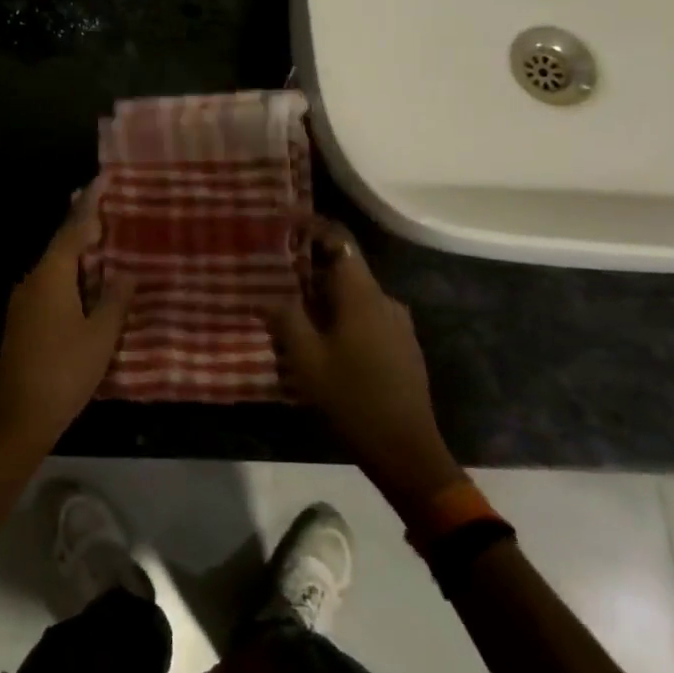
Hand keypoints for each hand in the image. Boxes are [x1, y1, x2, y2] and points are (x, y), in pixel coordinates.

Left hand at [0, 181, 132, 458]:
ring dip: (80, 252)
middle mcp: (33, 280)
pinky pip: (52, 285)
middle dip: (84, 223)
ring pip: (56, 266)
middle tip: (109, 203)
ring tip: (106, 240)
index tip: (105, 178)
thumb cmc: (63, 372)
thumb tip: (125, 272)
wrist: (16, 419)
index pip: (73, 228)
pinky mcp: (23, 322)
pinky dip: (72, 276)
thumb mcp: (100, 336)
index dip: (91, 203)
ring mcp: (24, 302)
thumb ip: (114, 299)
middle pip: (62, 243)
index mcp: (51, 276)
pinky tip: (89, 285)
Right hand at [270, 220, 464, 500]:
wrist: (406, 450)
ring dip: (325, 297)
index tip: (283, 222)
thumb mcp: (305, 359)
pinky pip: (367, 317)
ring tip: (296, 315)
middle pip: (344, 268)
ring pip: (355, 295)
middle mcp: (385, 300)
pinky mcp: (403, 347)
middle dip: (310, 268)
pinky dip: (343, 316)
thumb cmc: (351, 398)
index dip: (311, 225)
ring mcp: (399, 324)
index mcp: (362, 295)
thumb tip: (266, 293)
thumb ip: (284, 317)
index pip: (339, 239)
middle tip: (277, 279)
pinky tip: (326, 344)